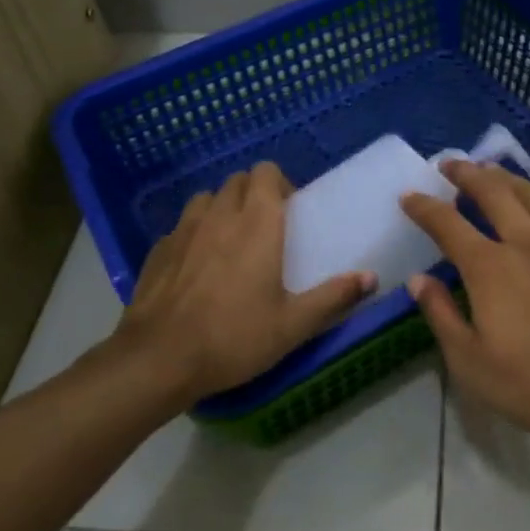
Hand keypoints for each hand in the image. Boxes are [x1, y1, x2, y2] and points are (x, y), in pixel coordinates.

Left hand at [115, 162, 373, 401]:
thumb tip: (371, 278)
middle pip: (237, 181)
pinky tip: (196, 267)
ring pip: (207, 199)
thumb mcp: (293, 325)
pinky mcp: (157, 249)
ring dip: (222, 209)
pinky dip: (194, 234)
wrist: (158, 358)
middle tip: (265, 229)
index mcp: (257, 223)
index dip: (279, 184)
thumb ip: (334, 297)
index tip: (290, 211)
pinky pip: (182, 227)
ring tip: (229, 242)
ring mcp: (183, 229)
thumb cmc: (234, 337)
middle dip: (253, 194)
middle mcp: (219, 215)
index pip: (266, 172)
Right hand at [400, 161, 529, 447]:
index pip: (447, 224)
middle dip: (467, 174)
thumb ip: (441, 315)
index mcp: (490, 267)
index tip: (408, 195)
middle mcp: (527, 242)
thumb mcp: (471, 362)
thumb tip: (418, 279)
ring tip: (495, 170)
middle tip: (451, 164)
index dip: (424, 207)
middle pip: (493, 193)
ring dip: (511, 178)